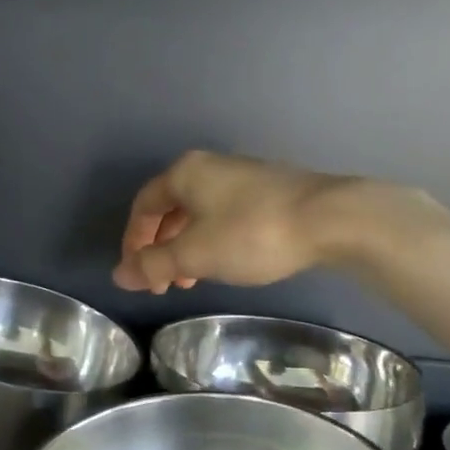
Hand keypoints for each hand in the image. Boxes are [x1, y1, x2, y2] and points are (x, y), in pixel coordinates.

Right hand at [114, 150, 445, 294]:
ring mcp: (241, 175)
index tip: (137, 275)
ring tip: (191, 280)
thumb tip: (119, 275)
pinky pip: (224, 215)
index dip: (133, 242)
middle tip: (163, 283)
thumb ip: (153, 264)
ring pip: (198, 214)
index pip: (143, 206)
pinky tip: (224, 263)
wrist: (330, 218)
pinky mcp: (268, 189)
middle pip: (170, 209)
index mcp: (184, 173)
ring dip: (187, 248)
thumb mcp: (195, 254)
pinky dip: (212, 241)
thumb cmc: (251, 233)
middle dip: (161, 248)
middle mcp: (209, 167)